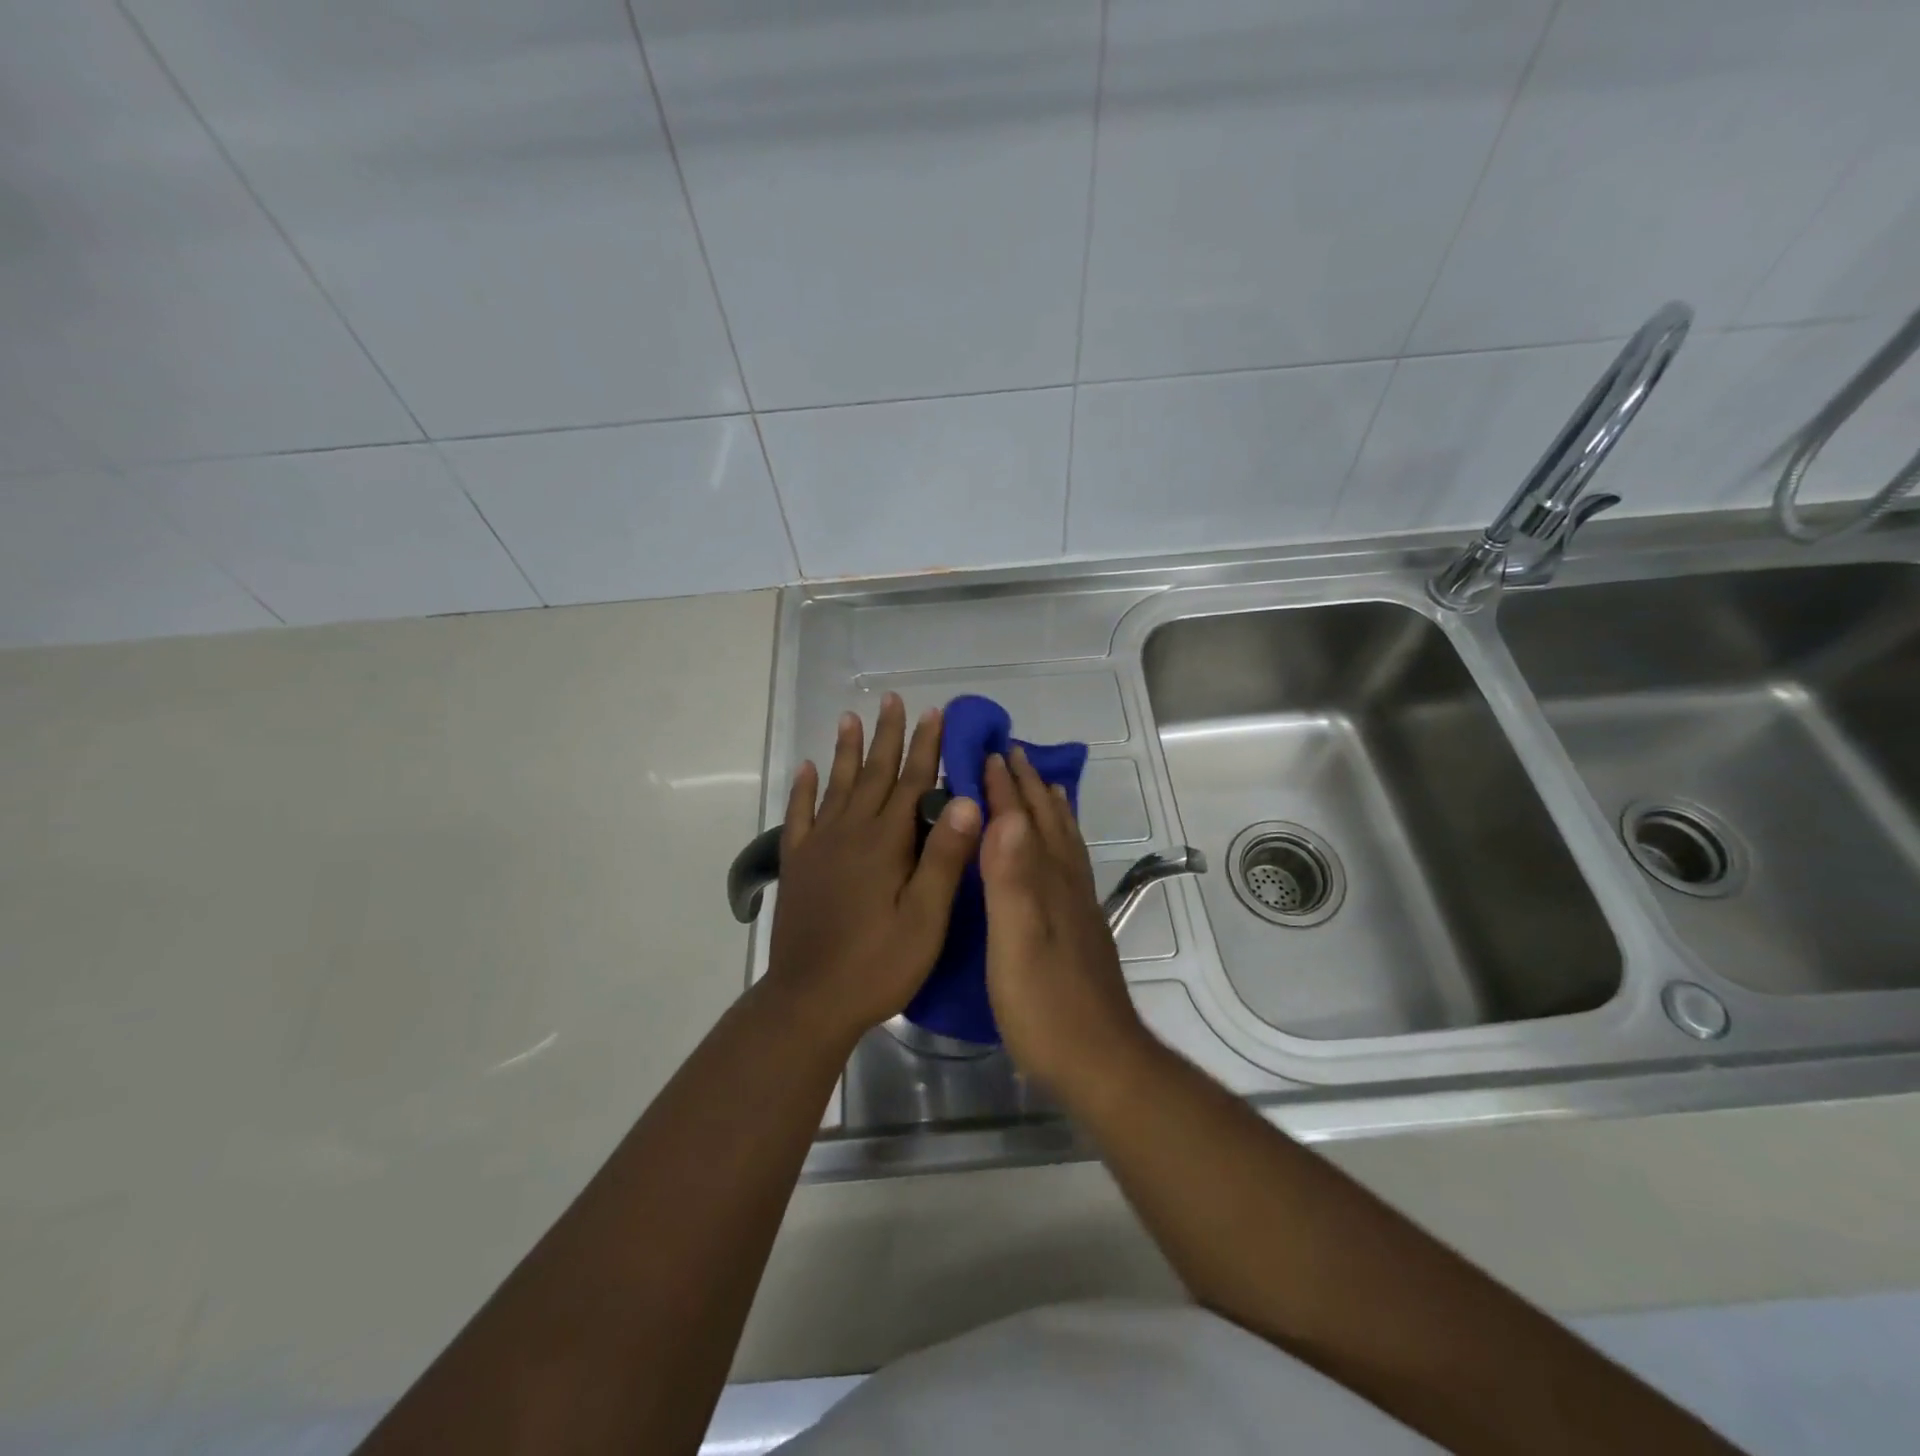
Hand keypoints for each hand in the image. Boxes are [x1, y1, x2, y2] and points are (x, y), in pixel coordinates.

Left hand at [766, 693, 980, 1047]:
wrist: (809, 1000)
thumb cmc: (878, 964)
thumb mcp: (925, 918)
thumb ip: (944, 858)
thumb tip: (965, 800)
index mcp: (886, 843)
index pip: (911, 782)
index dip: (925, 746)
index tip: (934, 712)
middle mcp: (850, 832)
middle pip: (873, 773)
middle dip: (887, 736)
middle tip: (893, 699)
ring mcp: (819, 847)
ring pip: (836, 785)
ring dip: (845, 750)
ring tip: (850, 716)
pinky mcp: (797, 864)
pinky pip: (799, 816)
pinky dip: (803, 789)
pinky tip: (806, 769)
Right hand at [979, 748, 1151, 1092]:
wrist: (1100, 1061)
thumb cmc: (1045, 1005)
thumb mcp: (1017, 942)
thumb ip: (1011, 880)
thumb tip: (1006, 815)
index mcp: (1045, 882)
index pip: (1020, 822)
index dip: (1003, 787)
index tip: (986, 752)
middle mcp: (1065, 884)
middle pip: (1046, 823)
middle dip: (1026, 786)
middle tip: (1009, 752)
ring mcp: (1077, 907)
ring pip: (1064, 841)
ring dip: (1049, 808)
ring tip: (1041, 784)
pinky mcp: (1080, 929)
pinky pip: (1071, 866)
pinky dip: (1064, 843)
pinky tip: (1059, 852)